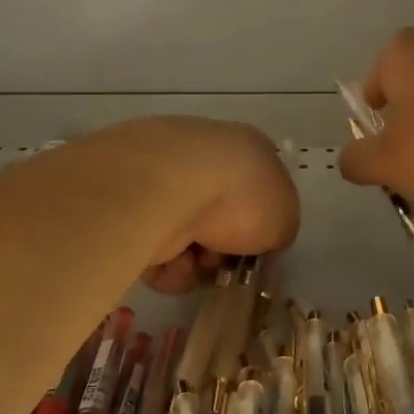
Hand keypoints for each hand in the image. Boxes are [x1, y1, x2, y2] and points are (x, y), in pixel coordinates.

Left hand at [119, 117, 301, 292]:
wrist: (168, 188)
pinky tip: (170, 263)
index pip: (257, 189)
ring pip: (186, 238)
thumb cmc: (240, 196)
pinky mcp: (129, 206)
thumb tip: (262, 238)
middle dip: (223, 250)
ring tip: (193, 264)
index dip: (259, 225)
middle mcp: (203, 156)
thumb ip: (278, 229)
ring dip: (194, 263)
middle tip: (225, 264)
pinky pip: (153, 248)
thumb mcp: (284, 217)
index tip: (257, 251)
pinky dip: (164, 265)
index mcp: (245, 148)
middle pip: (219, 219)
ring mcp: (162, 179)